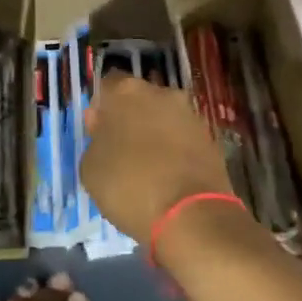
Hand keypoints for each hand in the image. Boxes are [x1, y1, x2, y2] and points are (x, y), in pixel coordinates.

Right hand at [81, 71, 233, 245]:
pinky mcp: (211, 139)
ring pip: (164, 118)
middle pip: (139, 99)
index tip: (98, 132)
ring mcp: (190, 114)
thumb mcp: (90, 168)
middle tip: (121, 151)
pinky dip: (175, 151)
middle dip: (130, 118)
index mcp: (126, 91)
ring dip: (155, 134)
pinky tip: (168, 177)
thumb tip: (102, 125)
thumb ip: (94, 140)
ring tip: (146, 168)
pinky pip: (183, 139)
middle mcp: (162, 93)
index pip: (107, 85)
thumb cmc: (129, 185)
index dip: (102, 108)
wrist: (191, 215)